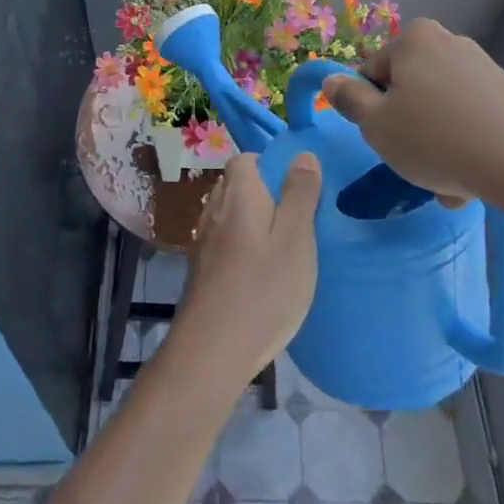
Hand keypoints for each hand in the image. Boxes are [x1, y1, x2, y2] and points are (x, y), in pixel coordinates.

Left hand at [171, 153, 320, 394]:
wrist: (212, 349)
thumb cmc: (263, 289)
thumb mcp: (296, 238)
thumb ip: (300, 194)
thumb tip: (303, 154)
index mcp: (238, 193)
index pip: (247, 159)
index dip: (272, 166)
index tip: (298, 188)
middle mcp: (214, 208)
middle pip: (237, 185)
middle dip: (265, 193)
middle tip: (298, 219)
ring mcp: (204, 240)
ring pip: (230, 214)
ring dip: (253, 221)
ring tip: (283, 246)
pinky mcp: (201, 268)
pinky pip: (224, 240)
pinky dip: (242, 245)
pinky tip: (260, 271)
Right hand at [321, 19, 503, 207]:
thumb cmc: (435, 138)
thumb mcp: (376, 124)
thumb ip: (349, 100)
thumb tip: (332, 81)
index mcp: (413, 39)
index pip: (372, 73)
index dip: (371, 110)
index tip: (385, 141)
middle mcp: (448, 42)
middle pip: (408, 91)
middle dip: (407, 128)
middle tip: (414, 165)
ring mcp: (482, 67)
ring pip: (439, 110)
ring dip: (435, 145)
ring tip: (447, 185)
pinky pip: (469, 120)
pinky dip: (464, 145)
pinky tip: (472, 181)